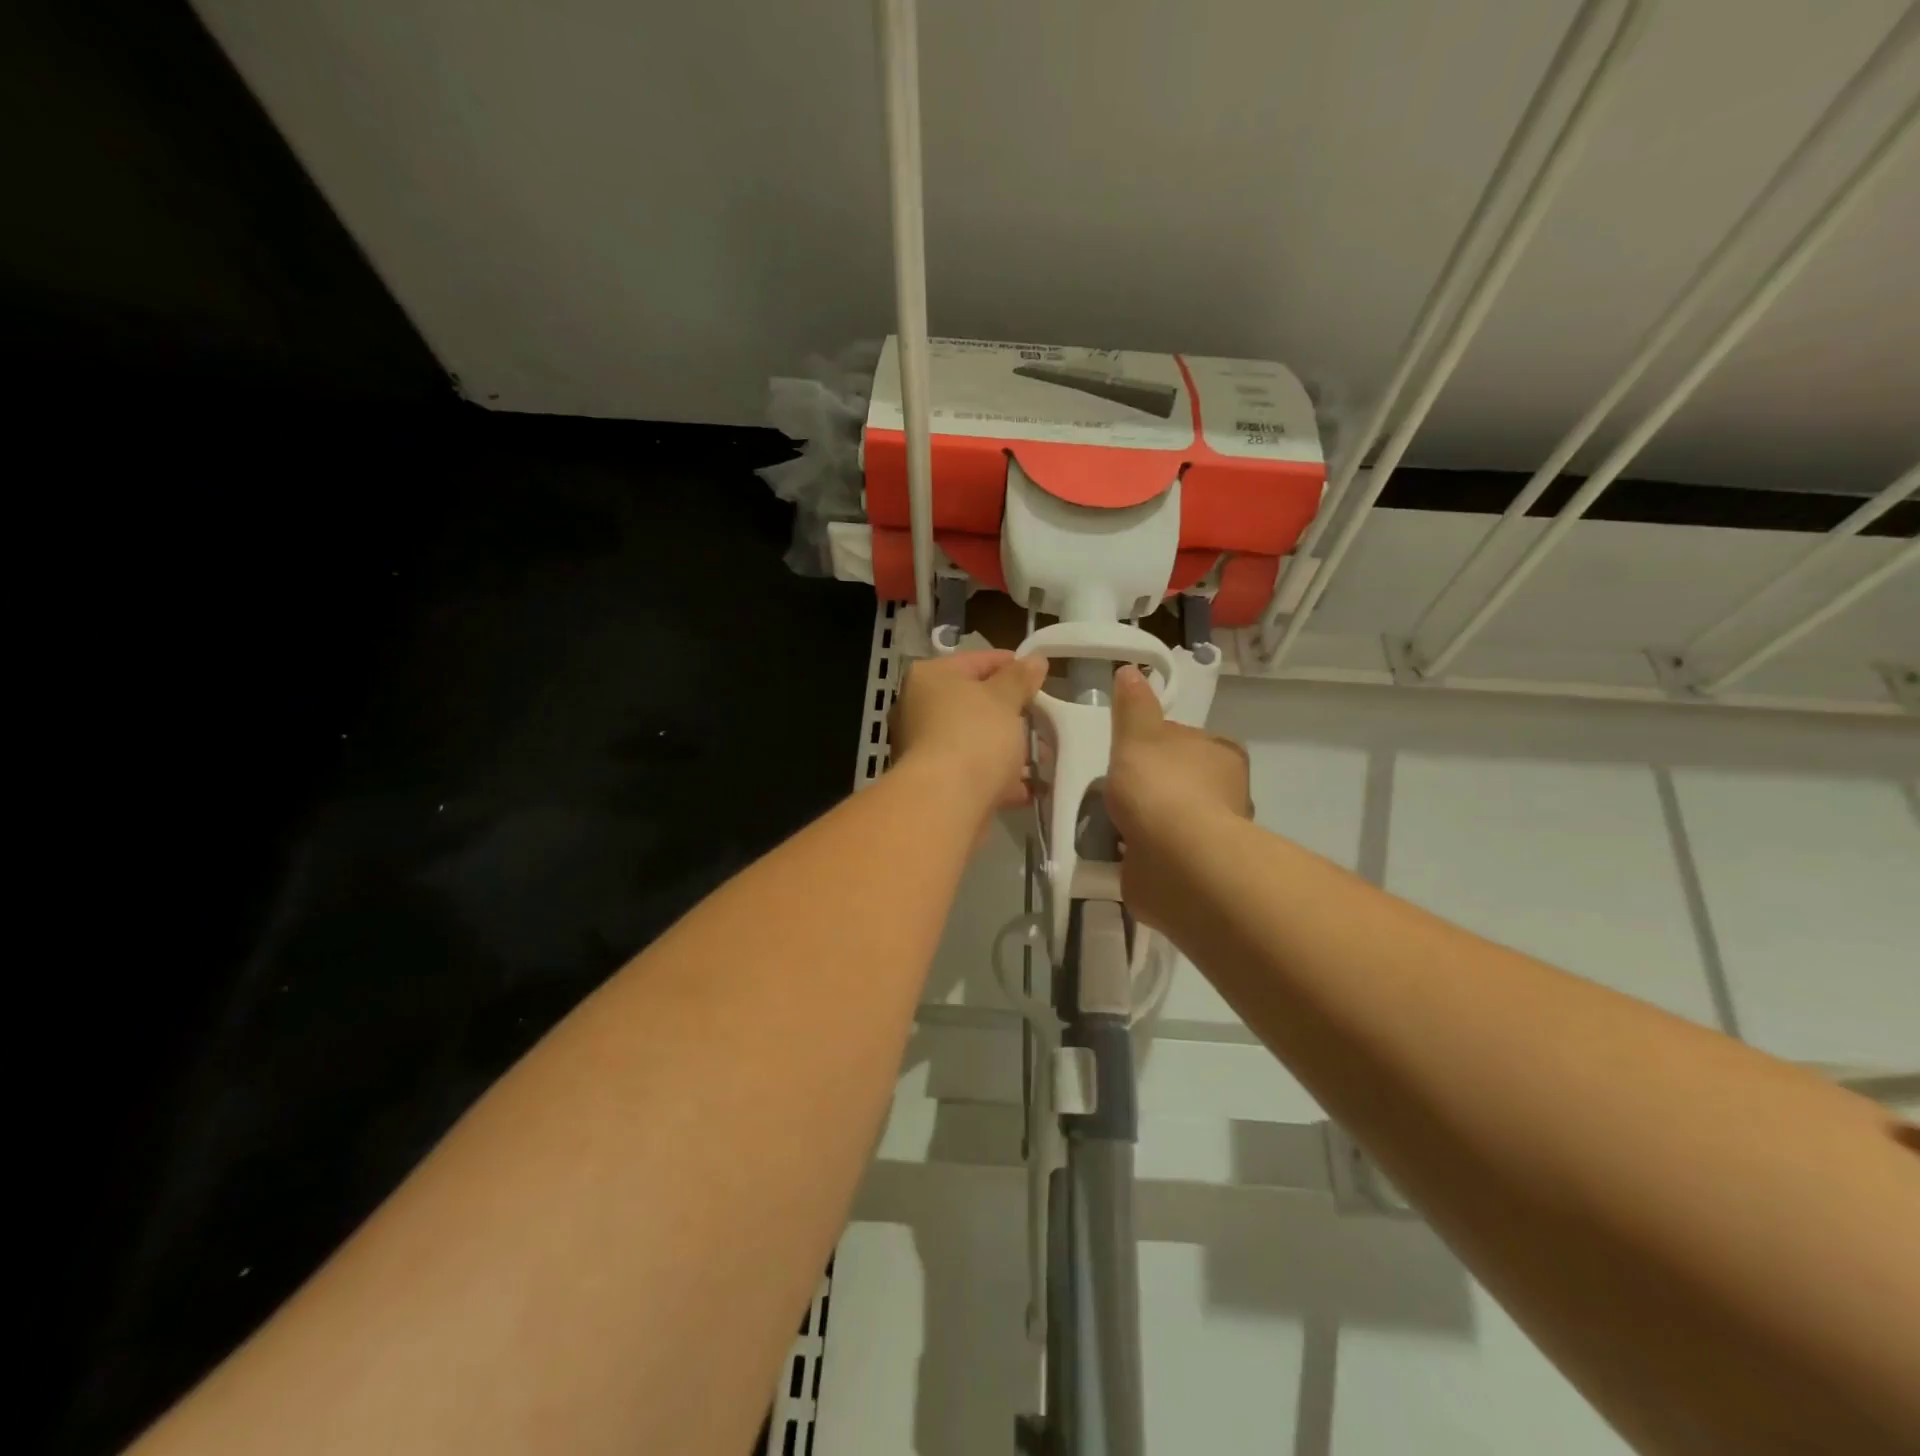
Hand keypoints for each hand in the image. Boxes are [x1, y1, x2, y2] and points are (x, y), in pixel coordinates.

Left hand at [890, 650, 1049, 811]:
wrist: (946, 802)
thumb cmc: (974, 736)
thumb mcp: (1004, 699)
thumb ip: (1020, 678)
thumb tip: (1035, 660)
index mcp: (930, 677)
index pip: (977, 661)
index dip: (1012, 666)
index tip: (1041, 678)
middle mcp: (919, 709)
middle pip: (975, 703)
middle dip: (1013, 713)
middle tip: (1045, 718)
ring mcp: (925, 748)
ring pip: (977, 740)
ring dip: (1010, 748)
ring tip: (1044, 755)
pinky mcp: (937, 783)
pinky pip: (975, 772)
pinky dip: (1000, 777)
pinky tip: (1030, 786)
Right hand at [1106, 663, 1250, 903]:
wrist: (1177, 860)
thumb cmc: (1161, 786)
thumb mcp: (1138, 735)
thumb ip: (1133, 706)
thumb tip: (1131, 671)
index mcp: (1222, 753)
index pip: (1185, 738)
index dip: (1154, 742)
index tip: (1126, 752)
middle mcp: (1226, 791)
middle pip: (1178, 778)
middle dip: (1149, 784)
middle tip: (1112, 789)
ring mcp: (1213, 833)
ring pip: (1171, 817)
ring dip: (1146, 821)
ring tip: (1107, 822)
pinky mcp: (1197, 868)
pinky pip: (1163, 852)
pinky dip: (1143, 851)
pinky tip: (1117, 851)